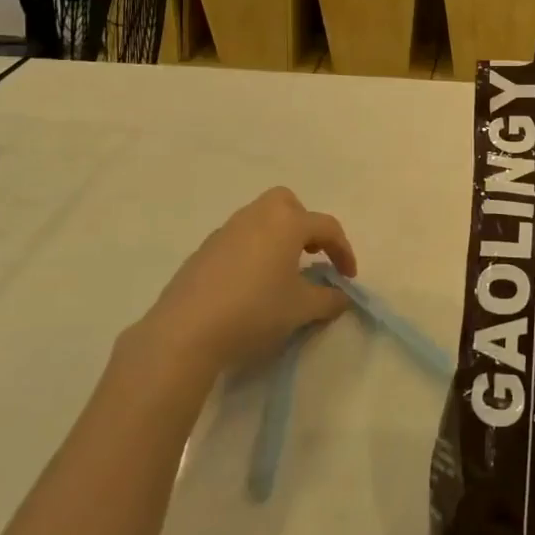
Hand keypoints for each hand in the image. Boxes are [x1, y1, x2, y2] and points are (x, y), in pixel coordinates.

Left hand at [131, 188, 357, 381]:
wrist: (186, 331)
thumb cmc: (255, 311)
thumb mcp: (301, 309)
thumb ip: (329, 299)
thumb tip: (342, 297)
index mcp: (286, 223)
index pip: (327, 227)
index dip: (343, 250)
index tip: (348, 278)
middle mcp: (256, 216)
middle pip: (287, 203)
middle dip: (304, 224)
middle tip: (311, 255)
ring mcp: (226, 231)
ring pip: (260, 219)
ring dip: (277, 237)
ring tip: (282, 272)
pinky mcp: (204, 250)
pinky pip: (238, 239)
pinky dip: (253, 251)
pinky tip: (250, 284)